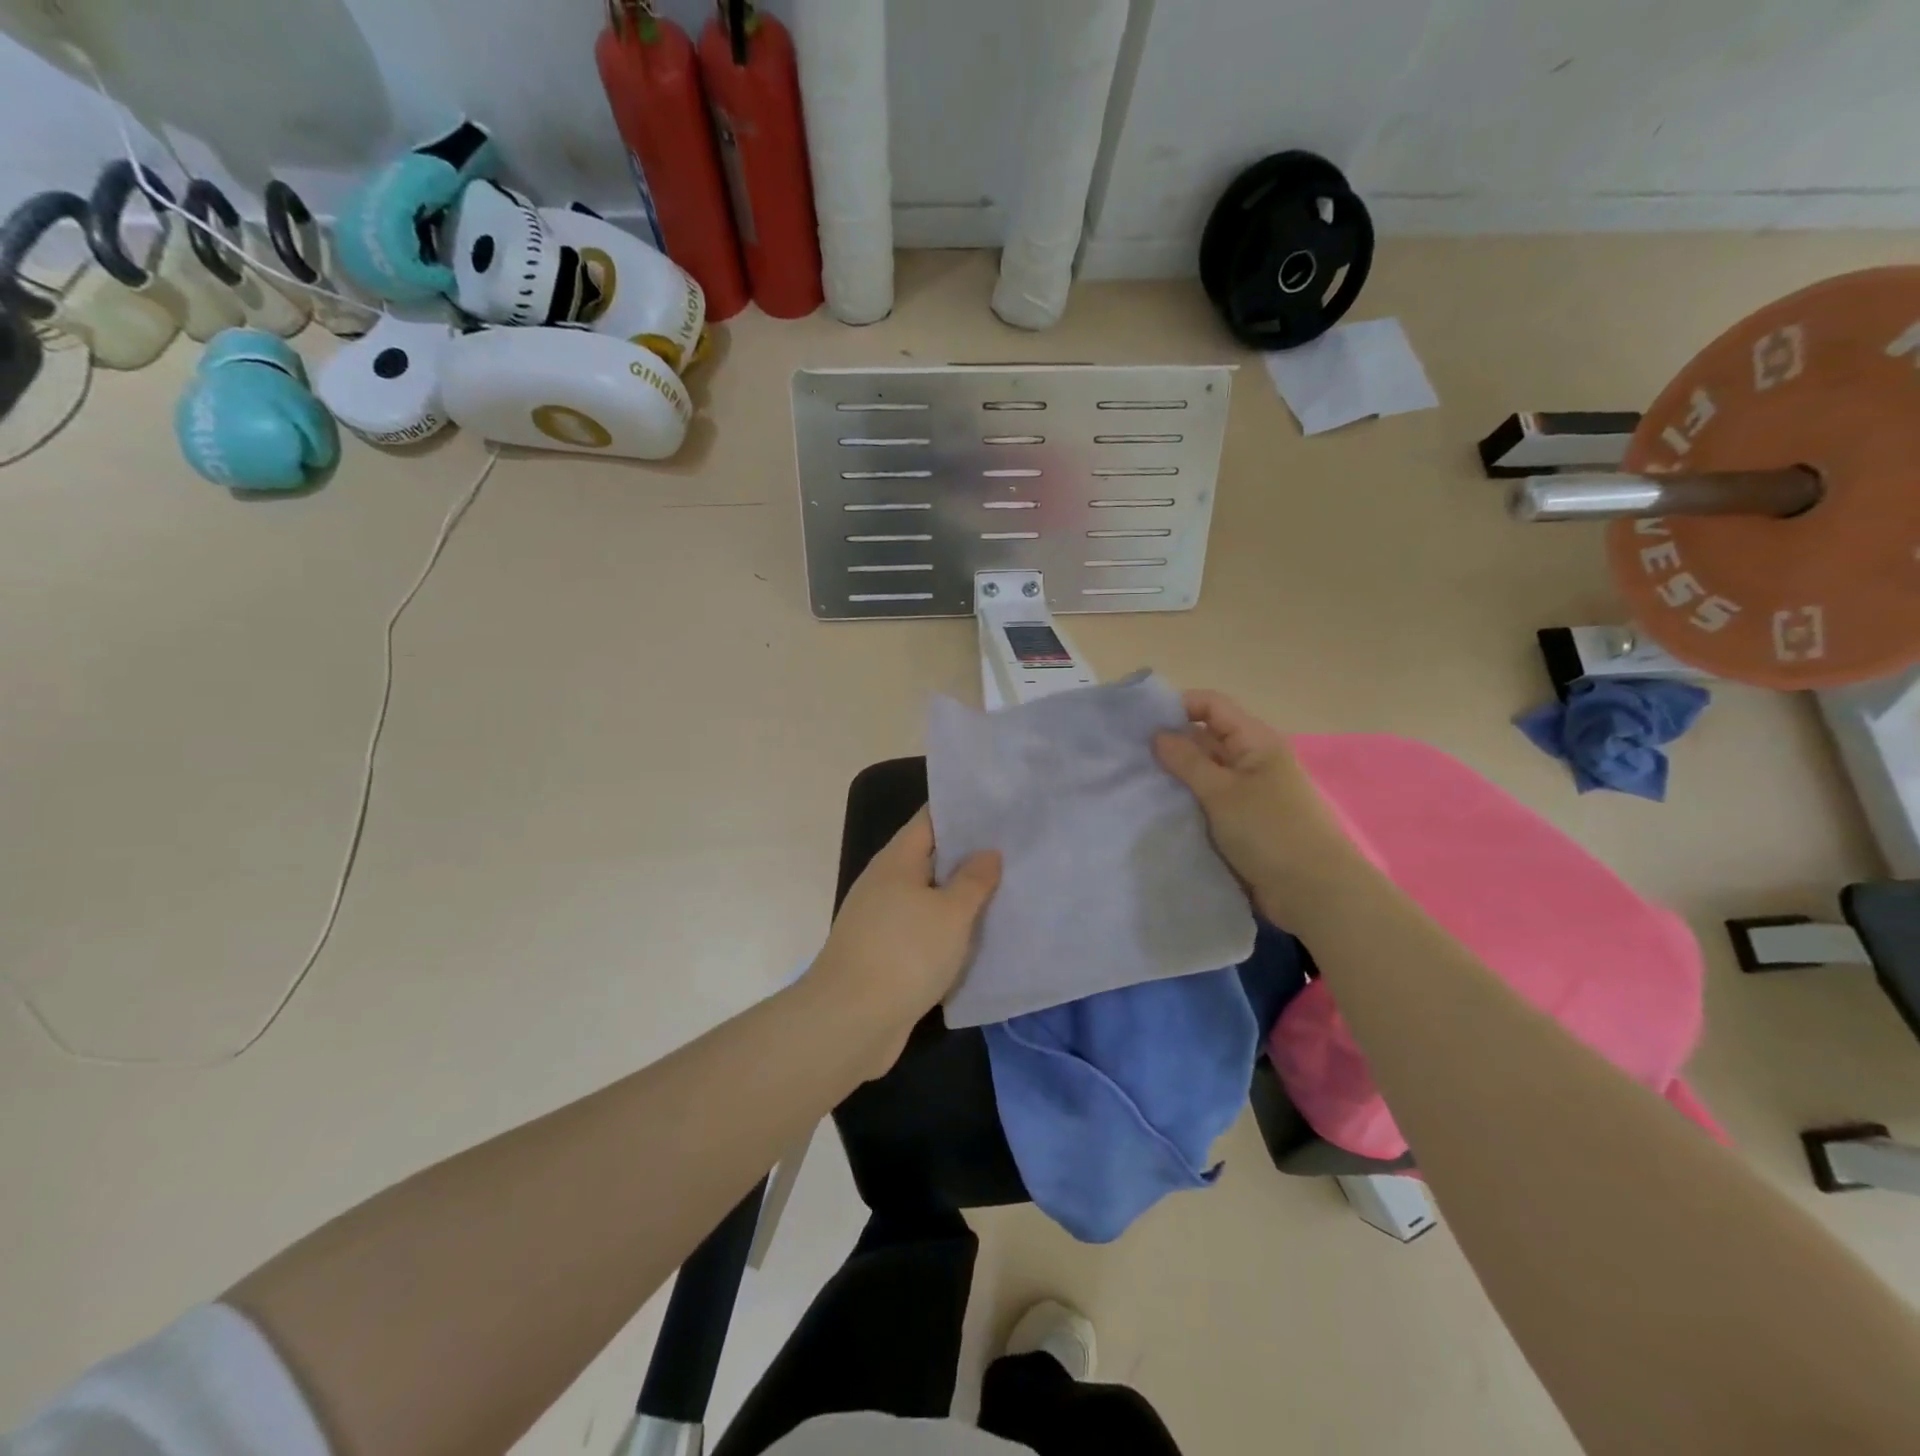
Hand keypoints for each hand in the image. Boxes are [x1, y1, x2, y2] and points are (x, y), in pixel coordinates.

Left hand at [806, 809, 1000, 1075]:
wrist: (850, 1021)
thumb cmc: (905, 953)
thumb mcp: (950, 913)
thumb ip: (973, 880)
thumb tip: (988, 852)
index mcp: (897, 860)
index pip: (930, 819)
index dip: (963, 810)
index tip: (1000, 807)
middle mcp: (885, 882)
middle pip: (931, 857)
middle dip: (969, 854)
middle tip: (1016, 849)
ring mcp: (882, 919)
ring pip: (929, 897)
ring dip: (961, 896)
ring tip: (1007, 889)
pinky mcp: (885, 954)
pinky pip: (924, 930)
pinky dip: (949, 929)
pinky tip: (980, 935)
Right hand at [1153, 690, 1364, 928]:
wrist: (1314, 893)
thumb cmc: (1271, 832)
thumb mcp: (1223, 793)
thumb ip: (1187, 761)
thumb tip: (1158, 734)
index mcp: (1255, 741)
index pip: (1211, 706)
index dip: (1177, 707)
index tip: (1140, 724)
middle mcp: (1252, 760)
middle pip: (1205, 738)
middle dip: (1170, 744)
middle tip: (1127, 757)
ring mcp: (1248, 792)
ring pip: (1204, 773)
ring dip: (1176, 777)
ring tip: (1135, 784)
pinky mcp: (1243, 822)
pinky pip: (1208, 802)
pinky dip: (1186, 803)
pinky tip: (1157, 810)